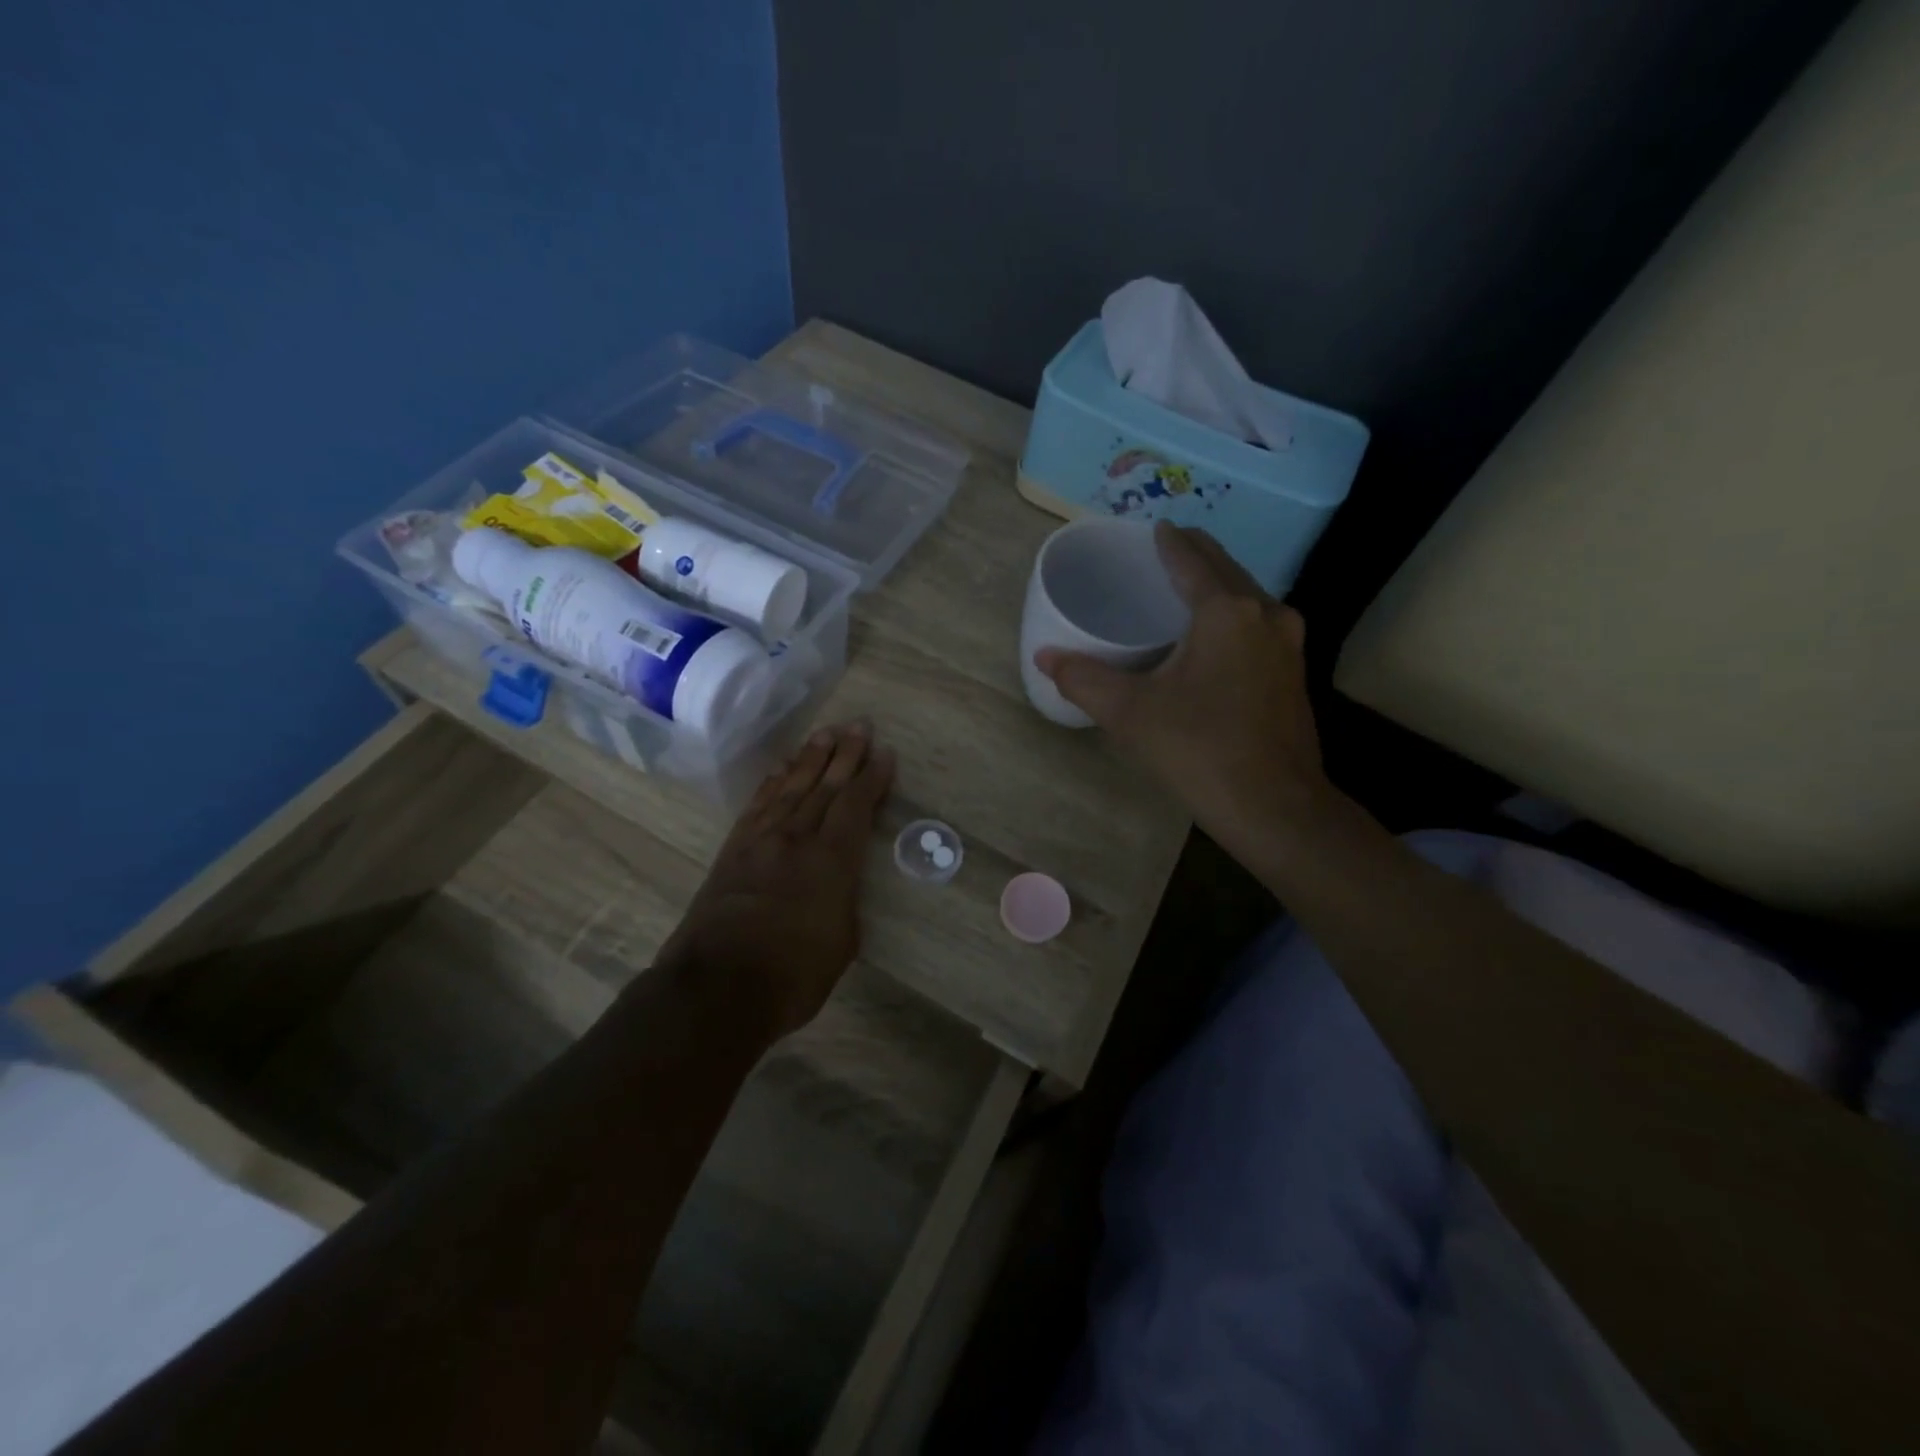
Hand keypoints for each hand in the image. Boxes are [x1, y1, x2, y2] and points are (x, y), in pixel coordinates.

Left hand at [654, 721, 894, 1038]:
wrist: (716, 988)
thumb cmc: (792, 976)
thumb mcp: (841, 942)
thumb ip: (844, 901)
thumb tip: (838, 884)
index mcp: (831, 860)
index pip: (855, 805)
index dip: (872, 777)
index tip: (885, 753)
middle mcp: (796, 839)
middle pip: (824, 785)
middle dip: (845, 754)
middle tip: (859, 725)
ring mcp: (760, 841)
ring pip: (791, 787)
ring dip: (811, 758)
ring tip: (826, 733)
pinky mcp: (732, 850)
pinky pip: (757, 804)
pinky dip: (773, 782)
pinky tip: (781, 769)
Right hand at [1034, 523, 1331, 857]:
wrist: (1275, 807)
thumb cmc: (1199, 750)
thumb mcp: (1130, 713)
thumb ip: (1084, 678)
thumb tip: (1044, 655)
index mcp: (1225, 611)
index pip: (1191, 558)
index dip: (1168, 541)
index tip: (1153, 528)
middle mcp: (1265, 614)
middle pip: (1225, 569)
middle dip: (1194, 557)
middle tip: (1161, 555)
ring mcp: (1288, 644)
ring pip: (1247, 596)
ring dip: (1217, 586)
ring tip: (1184, 590)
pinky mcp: (1294, 673)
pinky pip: (1258, 624)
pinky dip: (1232, 615)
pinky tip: (1213, 637)